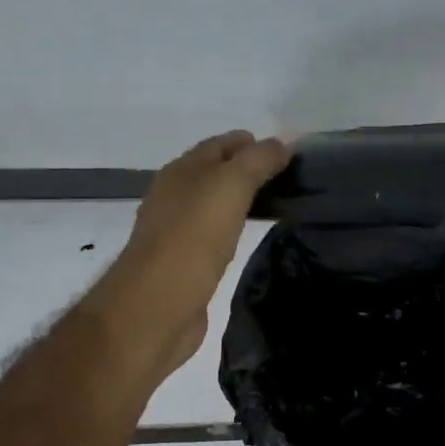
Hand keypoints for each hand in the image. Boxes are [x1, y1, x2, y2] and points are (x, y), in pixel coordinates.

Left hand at [93, 130, 291, 380]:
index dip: (250, 142)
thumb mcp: (230, 187)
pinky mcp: (183, 264)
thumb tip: (286, 139)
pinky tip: (247, 238)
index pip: (219, 145)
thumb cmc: (192, 238)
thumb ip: (258, 161)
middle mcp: (174, 197)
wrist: (157, 306)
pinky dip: (232, 228)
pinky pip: (213, 235)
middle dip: (246, 170)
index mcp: (181, 172)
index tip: (286, 150)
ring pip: (213, 205)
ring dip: (239, 200)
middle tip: (287, 176)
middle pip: (214, 173)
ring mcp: (176, 232)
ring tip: (275, 204)